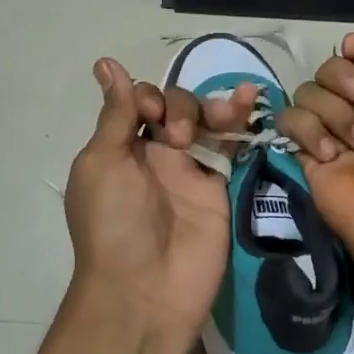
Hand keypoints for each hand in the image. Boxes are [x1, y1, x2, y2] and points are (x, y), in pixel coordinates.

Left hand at [62, 58, 258, 353]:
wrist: (145, 290)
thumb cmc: (113, 224)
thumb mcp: (101, 164)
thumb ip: (116, 116)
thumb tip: (107, 63)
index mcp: (120, 147)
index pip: (140, 102)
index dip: (149, 98)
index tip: (151, 118)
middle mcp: (155, 154)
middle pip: (176, 106)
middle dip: (183, 108)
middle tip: (183, 140)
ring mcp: (190, 170)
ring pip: (207, 121)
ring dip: (216, 107)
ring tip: (230, 111)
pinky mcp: (220, 187)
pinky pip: (231, 147)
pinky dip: (241, 122)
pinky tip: (252, 99)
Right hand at [278, 27, 353, 273]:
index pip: (353, 55)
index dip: (352, 55)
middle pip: (327, 69)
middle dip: (344, 83)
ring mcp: (328, 128)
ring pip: (307, 93)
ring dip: (333, 114)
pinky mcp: (304, 151)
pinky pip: (289, 120)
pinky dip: (310, 133)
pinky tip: (330, 156)